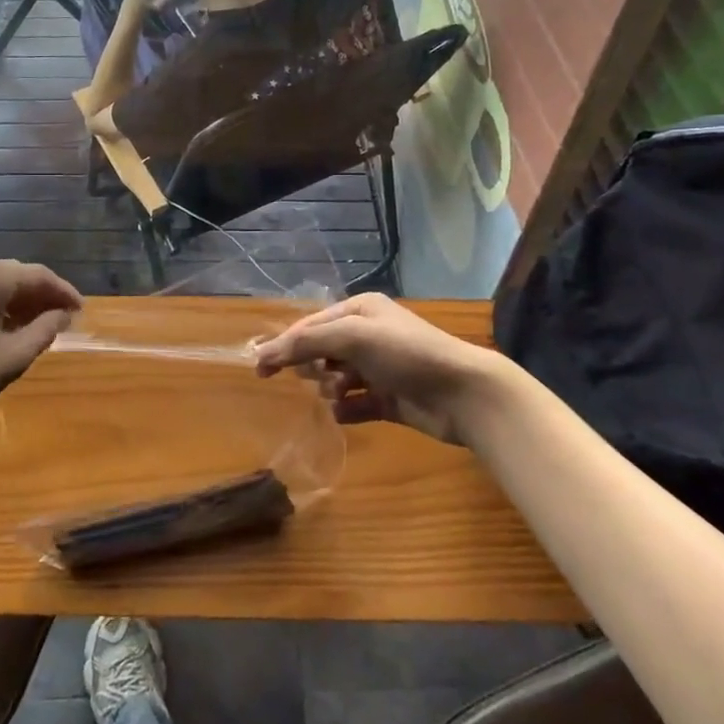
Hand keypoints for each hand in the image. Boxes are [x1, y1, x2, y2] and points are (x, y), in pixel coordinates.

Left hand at [0, 261, 82, 435]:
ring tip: (38, 325)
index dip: (64, 293)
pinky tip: (5, 326)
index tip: (81, 312)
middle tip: (62, 319)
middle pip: (18, 274)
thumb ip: (44, 331)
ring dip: (20, 300)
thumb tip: (63, 315)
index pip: (40, 276)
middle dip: (43, 295)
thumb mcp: (12, 358)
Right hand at [252, 293, 506, 444]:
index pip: (311, 326)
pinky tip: (345, 412)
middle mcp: (368, 336)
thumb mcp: (352, 337)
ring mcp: (379, 369)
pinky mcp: (388, 399)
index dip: (285, 345)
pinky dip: (345, 409)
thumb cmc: (406, 354)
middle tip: (319, 377)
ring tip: (340, 394)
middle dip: (313, 366)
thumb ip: (306, 343)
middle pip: (321, 352)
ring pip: (334, 379)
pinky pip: (353, 404)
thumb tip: (262, 353)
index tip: (260, 369)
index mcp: (360, 311)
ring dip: (330, 389)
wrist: (463, 393)